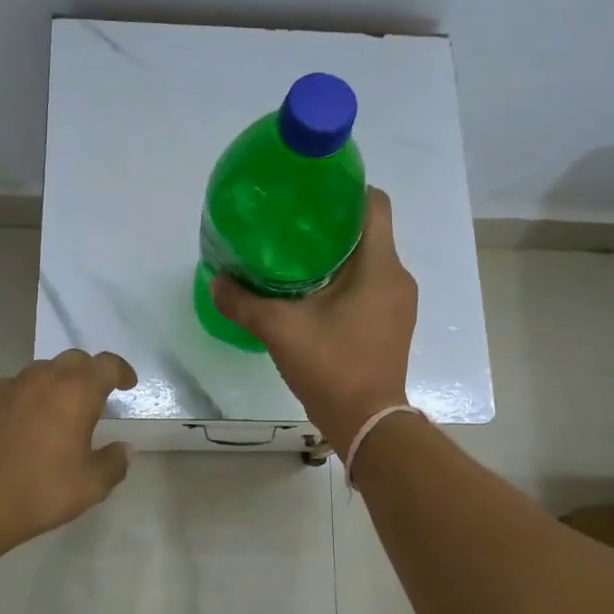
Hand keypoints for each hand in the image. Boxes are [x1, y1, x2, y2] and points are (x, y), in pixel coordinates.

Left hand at [0, 349, 138, 554]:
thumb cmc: (39, 492)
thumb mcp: (91, 486)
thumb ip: (114, 463)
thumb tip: (123, 449)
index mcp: (77, 392)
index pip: (107, 364)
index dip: (121, 371)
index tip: (127, 385)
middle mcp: (44, 378)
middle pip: (74, 360)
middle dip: (89, 373)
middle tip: (94, 398)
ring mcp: (9, 386)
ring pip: (41, 371)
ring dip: (56, 383)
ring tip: (57, 411)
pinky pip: (13, 387)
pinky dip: (26, 396)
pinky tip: (23, 423)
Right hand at [210, 187, 417, 456]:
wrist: (367, 423)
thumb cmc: (332, 366)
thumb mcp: (280, 329)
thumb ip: (243, 302)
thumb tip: (216, 280)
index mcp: (379, 266)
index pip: (374, 204)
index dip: (345, 189)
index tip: (310, 192)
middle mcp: (396, 277)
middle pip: (367, 231)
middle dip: (330, 223)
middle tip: (289, 223)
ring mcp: (397, 303)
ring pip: (367, 260)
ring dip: (335, 254)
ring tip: (293, 256)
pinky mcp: (390, 324)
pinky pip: (369, 285)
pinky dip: (343, 280)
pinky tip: (310, 292)